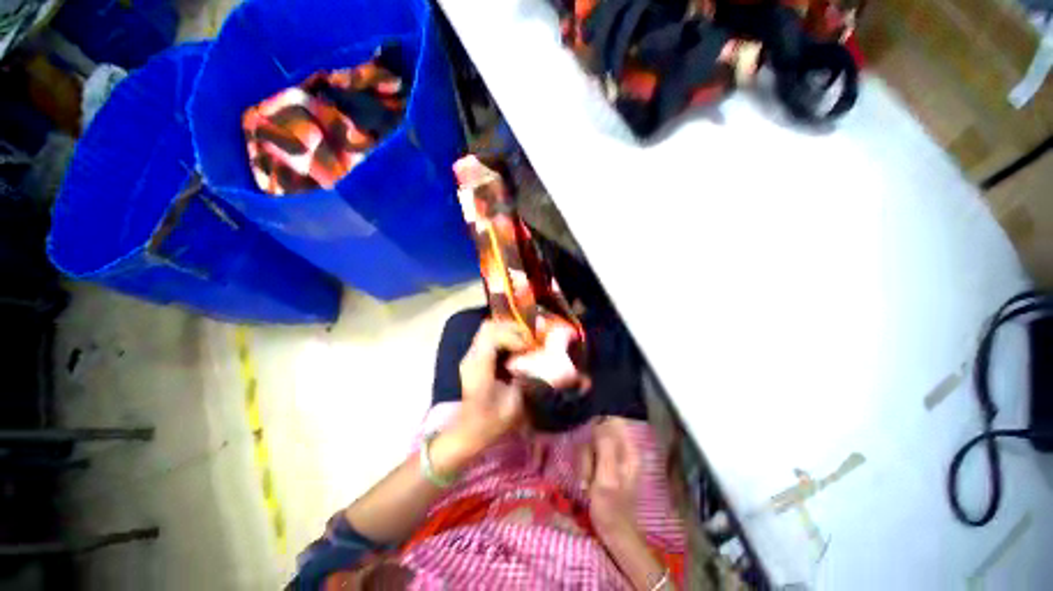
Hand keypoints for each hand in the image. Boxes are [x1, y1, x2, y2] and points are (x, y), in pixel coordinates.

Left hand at [454, 320, 530, 448]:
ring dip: (508, 330)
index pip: (492, 337)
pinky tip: (516, 346)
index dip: (513, 337)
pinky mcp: (474, 357)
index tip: (529, 347)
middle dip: (512, 328)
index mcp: (479, 369)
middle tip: (531, 337)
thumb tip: (540, 360)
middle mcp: (471, 357)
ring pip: (488, 329)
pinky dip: (504, 335)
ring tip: (526, 340)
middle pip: (488, 327)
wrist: (468, 431)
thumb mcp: (514, 404)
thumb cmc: (491, 422)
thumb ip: (527, 379)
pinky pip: (488, 337)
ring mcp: (470, 356)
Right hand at [587, 418, 643, 538]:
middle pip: (598, 434)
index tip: (589, 445)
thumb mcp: (606, 477)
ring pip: (592, 446)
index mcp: (628, 450)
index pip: (612, 422)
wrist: (614, 535)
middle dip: (588, 452)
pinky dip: (585, 469)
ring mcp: (614, 459)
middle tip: (587, 474)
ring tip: (586, 484)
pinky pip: (591, 457)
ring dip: (585, 463)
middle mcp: (623, 451)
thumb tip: (601, 421)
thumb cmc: (611, 508)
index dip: (597, 426)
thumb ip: (605, 447)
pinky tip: (586, 484)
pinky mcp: (606, 468)